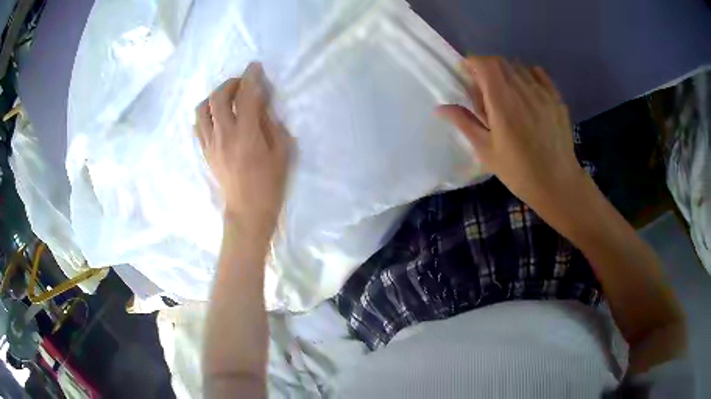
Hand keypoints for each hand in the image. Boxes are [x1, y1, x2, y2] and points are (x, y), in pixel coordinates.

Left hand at [196, 63, 291, 237]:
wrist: (248, 209)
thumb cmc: (270, 183)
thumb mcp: (282, 151)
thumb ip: (271, 124)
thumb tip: (262, 105)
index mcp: (246, 134)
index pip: (246, 96)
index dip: (251, 77)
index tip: (255, 67)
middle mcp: (224, 135)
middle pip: (218, 98)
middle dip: (230, 83)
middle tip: (242, 83)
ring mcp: (211, 144)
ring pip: (202, 110)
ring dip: (214, 97)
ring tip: (226, 98)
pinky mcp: (205, 152)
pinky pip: (198, 126)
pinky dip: (206, 114)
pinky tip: (216, 116)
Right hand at [439, 56, 584, 206]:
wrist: (558, 183)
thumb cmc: (518, 171)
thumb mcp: (486, 151)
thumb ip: (464, 123)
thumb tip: (440, 108)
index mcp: (502, 101)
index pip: (484, 64)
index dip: (472, 63)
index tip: (466, 75)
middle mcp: (522, 89)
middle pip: (500, 62)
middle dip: (487, 67)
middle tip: (484, 88)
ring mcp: (542, 92)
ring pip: (518, 66)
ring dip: (506, 72)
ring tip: (505, 92)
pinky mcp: (556, 98)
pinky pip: (538, 74)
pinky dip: (527, 75)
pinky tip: (526, 91)